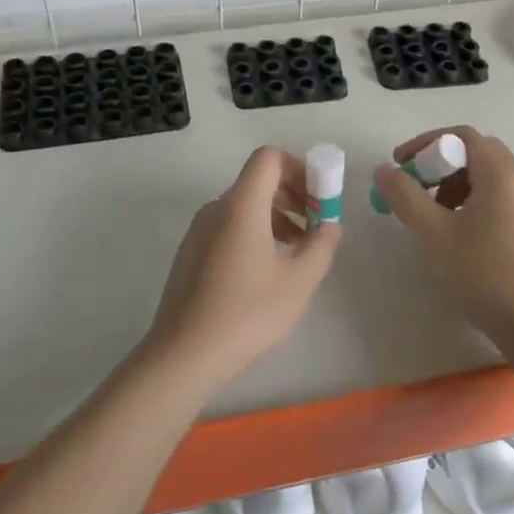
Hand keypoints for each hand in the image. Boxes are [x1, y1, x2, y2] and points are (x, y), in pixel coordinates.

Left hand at [144, 146, 340, 388]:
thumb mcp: (298, 281)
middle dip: (294, 195)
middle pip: (258, 181)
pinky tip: (268, 271)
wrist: (183, 354)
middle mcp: (216, 208)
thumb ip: (321, 245)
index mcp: (241, 205)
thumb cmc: (247, 313)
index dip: (299, 168)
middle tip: (317, 227)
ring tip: (298, 253)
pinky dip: (255, 233)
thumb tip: (329, 225)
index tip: (319, 200)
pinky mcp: (191, 253)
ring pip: (244, 206)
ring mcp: (199, 231)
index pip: (269, 158)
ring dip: (277, 217)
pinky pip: (229, 227)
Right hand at [372, 125, 513, 343]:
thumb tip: (384, 171)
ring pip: (484, 180)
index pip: (463, 135)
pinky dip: (468, 205)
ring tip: (430, 217)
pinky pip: (494, 201)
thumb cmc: (483, 271)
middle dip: (439, 165)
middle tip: (414, 188)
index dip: (427, 142)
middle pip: (475, 154)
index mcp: (499, 173)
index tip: (401, 164)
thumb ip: (406, 197)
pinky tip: (454, 237)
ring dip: (452, 187)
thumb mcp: (435, 232)